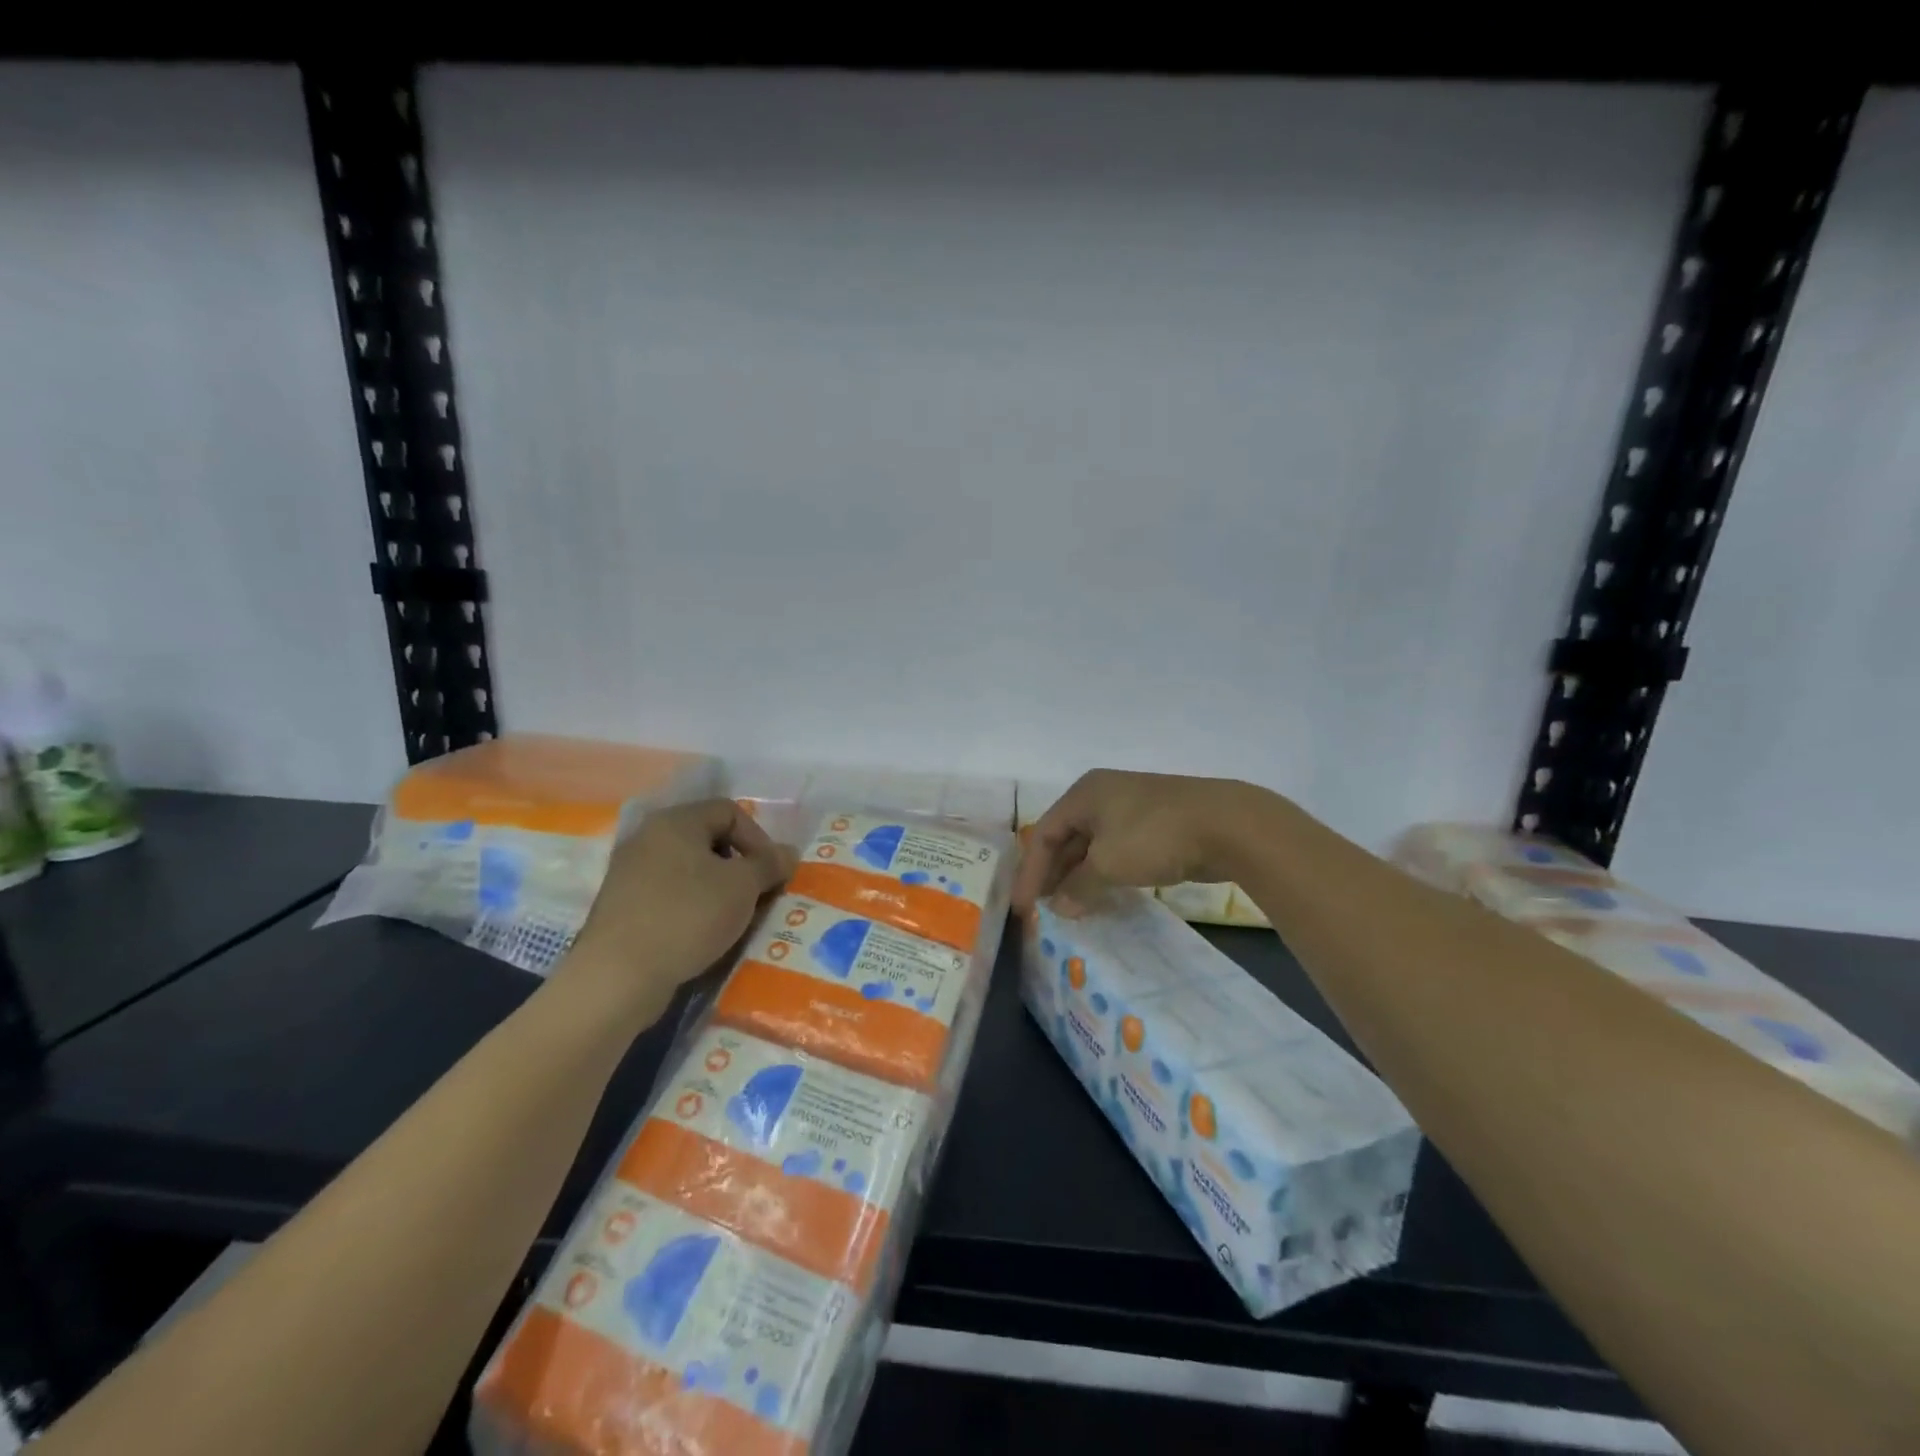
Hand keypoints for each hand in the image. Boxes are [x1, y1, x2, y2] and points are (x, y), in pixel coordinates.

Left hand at [560, 799, 794, 1009]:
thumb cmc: (687, 916)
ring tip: (735, 919)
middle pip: (708, 840)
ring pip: (690, 871)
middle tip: (758, 896)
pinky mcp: (623, 907)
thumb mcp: (742, 887)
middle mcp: (648, 838)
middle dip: (740, 866)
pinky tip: (704, 935)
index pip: (730, 811)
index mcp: (675, 822)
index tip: (771, 873)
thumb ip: (769, 864)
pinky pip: (670, 896)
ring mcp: (630, 874)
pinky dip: (693, 909)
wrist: (618, 976)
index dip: (759, 838)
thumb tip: (788, 853)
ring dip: (719, 890)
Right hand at [1012, 770, 1264, 915]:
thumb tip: (1060, 906)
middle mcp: (1104, 794)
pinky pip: (1118, 848)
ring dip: (1079, 874)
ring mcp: (1132, 806)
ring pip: (1093, 844)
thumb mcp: (1108, 864)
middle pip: (1067, 836)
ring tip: (1070, 906)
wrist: (1227, 824)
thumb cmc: (1154, 836)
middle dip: (1053, 872)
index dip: (1031, 871)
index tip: (1025, 907)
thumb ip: (1078, 886)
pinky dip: (1105, 871)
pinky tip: (1103, 893)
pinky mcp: (1157, 823)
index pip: (1044, 833)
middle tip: (1044, 908)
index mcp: (1084, 793)